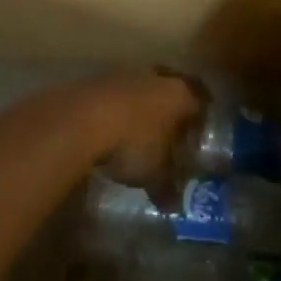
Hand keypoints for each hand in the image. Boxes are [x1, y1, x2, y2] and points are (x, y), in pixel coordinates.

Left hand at [74, 70, 200, 189]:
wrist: (80, 119)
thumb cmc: (132, 144)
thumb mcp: (154, 174)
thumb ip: (167, 188)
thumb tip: (173, 206)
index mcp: (180, 95)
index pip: (200, 103)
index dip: (200, 121)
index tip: (197, 136)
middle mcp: (156, 77)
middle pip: (170, 89)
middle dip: (171, 109)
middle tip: (170, 130)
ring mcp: (124, 73)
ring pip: (141, 87)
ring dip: (140, 105)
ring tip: (136, 130)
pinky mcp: (96, 78)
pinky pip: (114, 93)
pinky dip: (115, 107)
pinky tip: (109, 126)